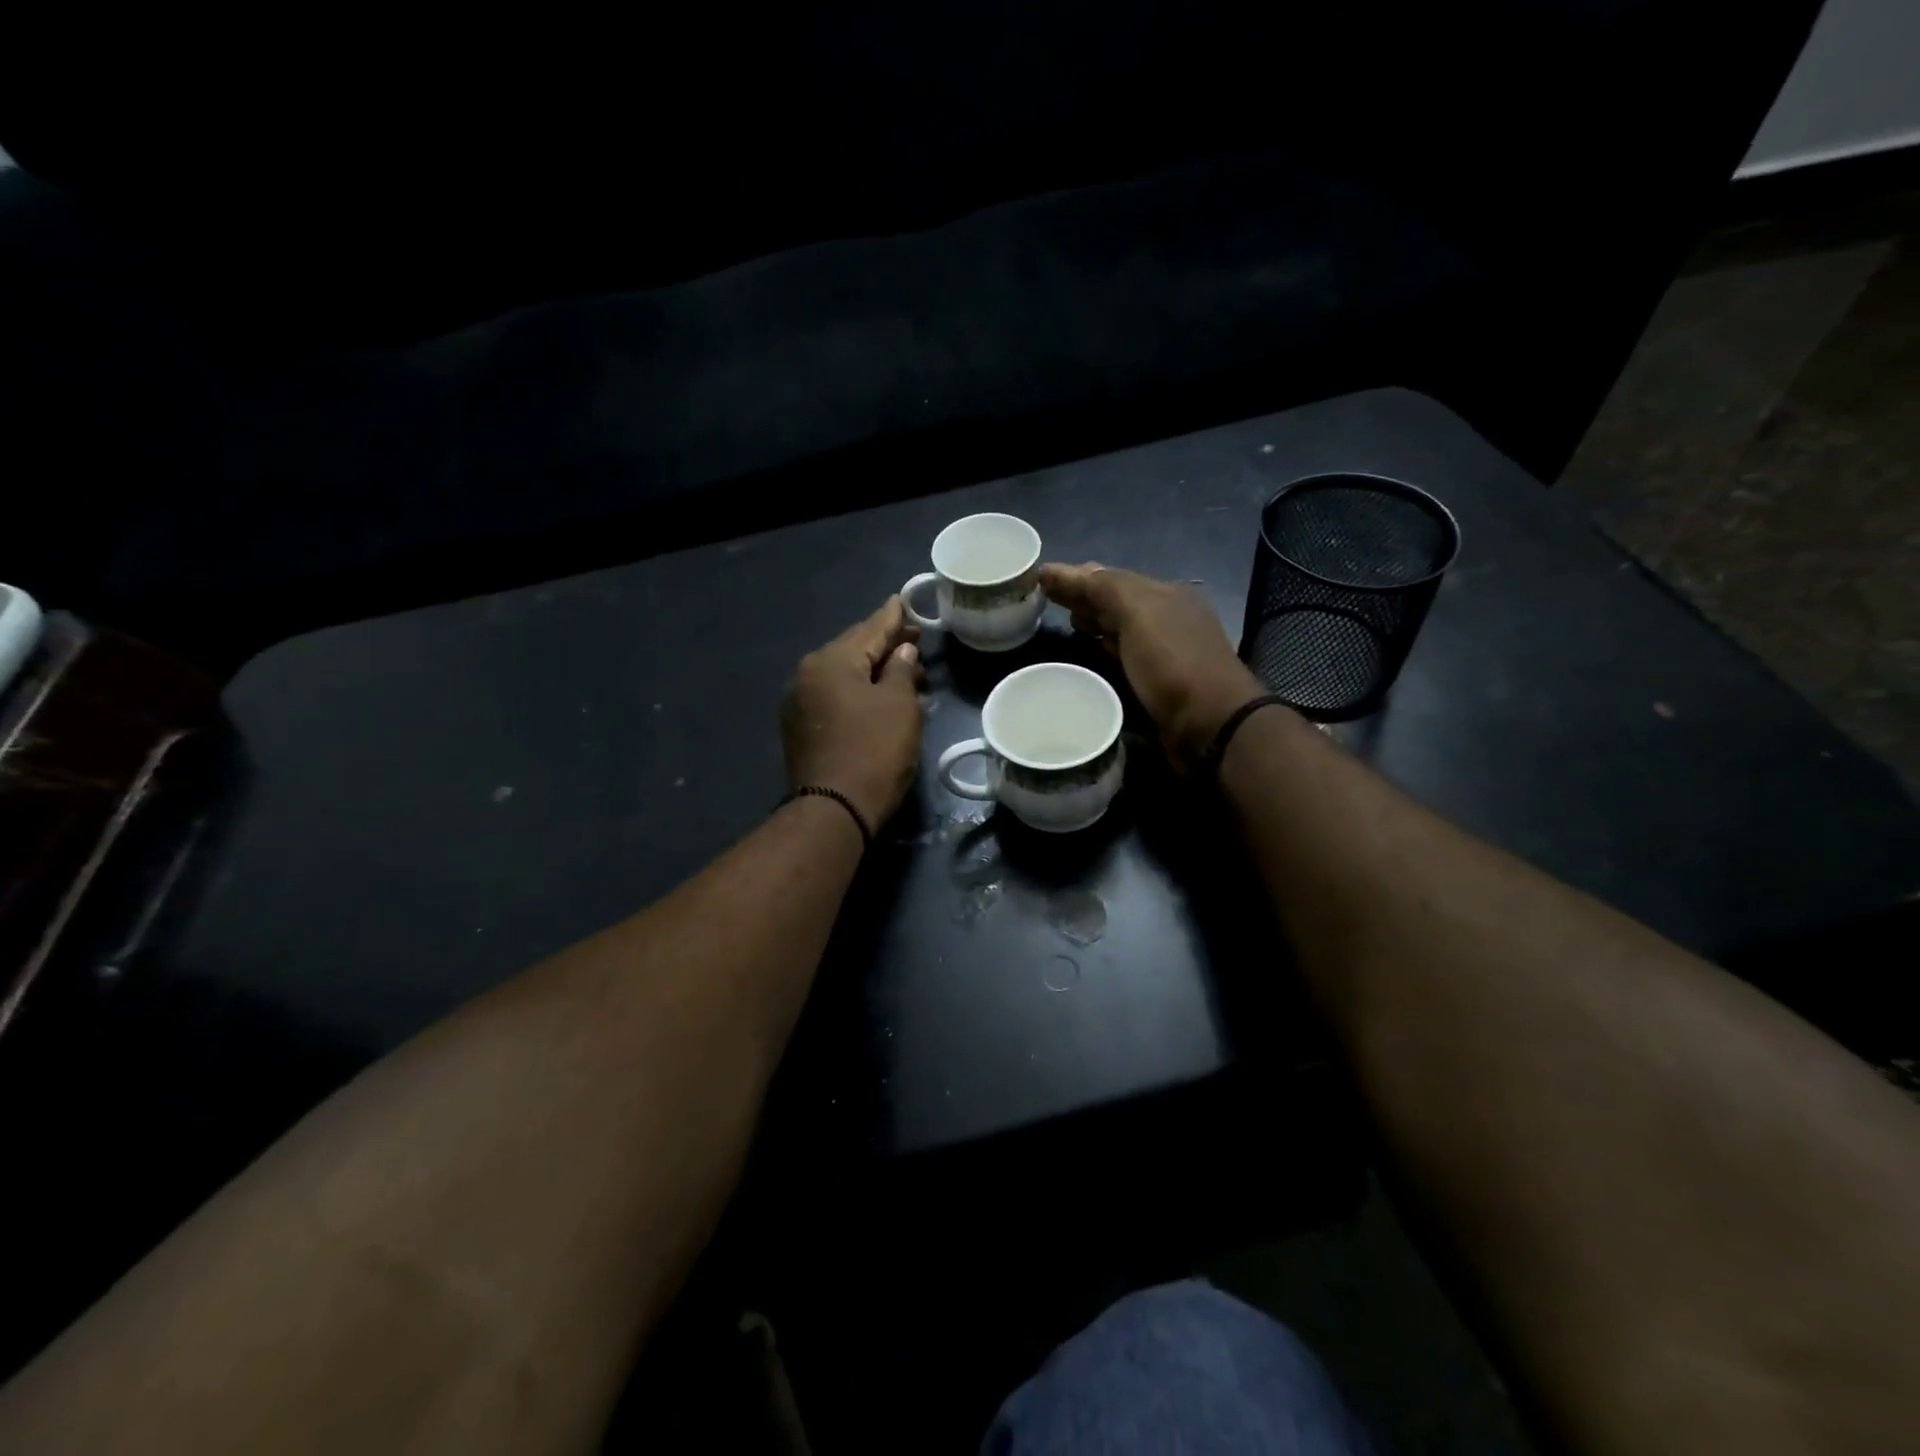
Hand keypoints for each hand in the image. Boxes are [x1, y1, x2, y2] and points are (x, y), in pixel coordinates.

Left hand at [780, 597, 924, 827]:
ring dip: (873, 671)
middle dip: (884, 645)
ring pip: (843, 675)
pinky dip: (857, 692)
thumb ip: (900, 669)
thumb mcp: (898, 705)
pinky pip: (834, 697)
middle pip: (852, 650)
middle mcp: (807, 674)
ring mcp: (798, 702)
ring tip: (905, 671)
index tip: (904, 600)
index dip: (892, 617)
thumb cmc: (873, 750)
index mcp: (829, 661)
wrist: (833, 810)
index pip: (869, 629)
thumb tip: (901, 650)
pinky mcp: (800, 728)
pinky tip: (878, 698)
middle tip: (915, 640)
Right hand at [1040, 562, 1267, 768]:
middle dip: (1084, 598)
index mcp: (1165, 595)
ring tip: (1066, 623)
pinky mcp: (1158, 683)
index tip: (1041, 579)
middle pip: (1117, 602)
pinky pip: (1125, 657)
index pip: (1111, 578)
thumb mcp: (1138, 613)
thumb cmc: (1172, 662)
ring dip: (1094, 623)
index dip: (1077, 577)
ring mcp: (1165, 652)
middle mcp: (1167, 618)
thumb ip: (1101, 587)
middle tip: (1047, 600)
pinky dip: (1105, 649)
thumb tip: (1057, 570)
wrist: (1209, 723)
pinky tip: (1091, 653)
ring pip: (1121, 629)